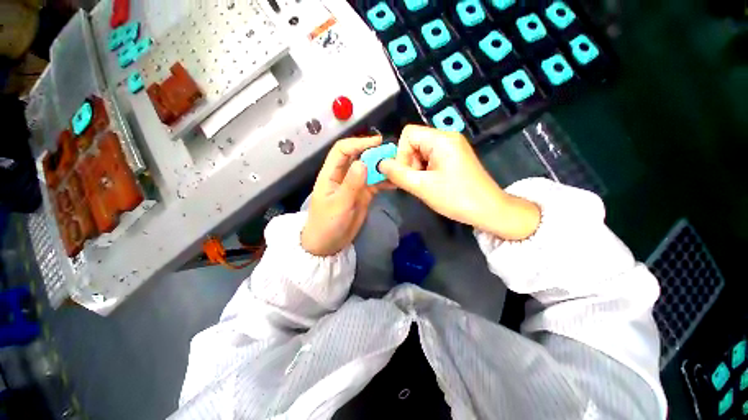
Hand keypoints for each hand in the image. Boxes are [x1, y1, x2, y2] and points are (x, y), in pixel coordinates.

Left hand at [301, 136, 386, 255]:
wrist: (328, 244)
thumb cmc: (327, 224)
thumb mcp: (339, 204)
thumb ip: (351, 184)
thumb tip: (363, 162)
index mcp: (331, 174)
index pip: (342, 150)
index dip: (358, 143)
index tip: (377, 142)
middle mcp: (343, 175)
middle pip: (358, 157)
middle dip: (374, 153)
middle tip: (392, 154)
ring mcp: (354, 185)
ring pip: (369, 169)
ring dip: (381, 167)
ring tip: (397, 166)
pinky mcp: (363, 194)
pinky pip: (375, 183)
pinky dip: (384, 181)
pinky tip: (395, 181)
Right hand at [379, 125, 540, 240]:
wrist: (488, 210)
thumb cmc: (456, 198)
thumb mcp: (422, 187)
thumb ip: (398, 174)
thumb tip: (380, 163)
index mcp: (441, 139)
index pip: (408, 134)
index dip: (401, 153)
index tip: (408, 174)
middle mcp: (447, 137)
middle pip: (414, 142)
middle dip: (409, 163)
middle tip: (417, 182)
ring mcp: (451, 147)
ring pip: (420, 152)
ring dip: (416, 169)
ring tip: (424, 185)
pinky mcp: (453, 157)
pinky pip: (430, 158)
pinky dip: (424, 170)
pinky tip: (430, 184)